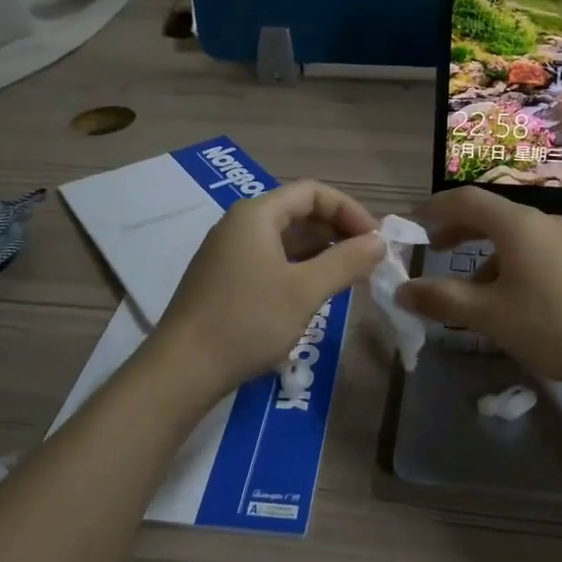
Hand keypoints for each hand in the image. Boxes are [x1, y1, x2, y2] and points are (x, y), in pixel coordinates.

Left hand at [155, 180, 383, 396]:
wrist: (182, 369)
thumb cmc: (248, 321)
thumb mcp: (305, 291)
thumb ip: (346, 262)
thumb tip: (379, 242)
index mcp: (257, 215)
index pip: (312, 192)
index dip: (349, 210)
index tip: (375, 239)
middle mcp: (240, 224)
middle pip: (298, 212)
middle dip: (337, 231)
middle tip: (367, 259)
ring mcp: (229, 252)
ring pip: (285, 238)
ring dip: (320, 251)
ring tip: (349, 276)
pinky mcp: (224, 279)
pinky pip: (270, 259)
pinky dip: (299, 267)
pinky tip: (315, 291)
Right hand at [395, 187, 561, 390]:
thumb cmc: (553, 325)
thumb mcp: (489, 315)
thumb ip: (442, 300)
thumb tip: (402, 290)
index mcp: (517, 224)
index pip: (466, 199)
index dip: (434, 207)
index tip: (411, 222)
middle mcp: (543, 222)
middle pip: (490, 215)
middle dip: (457, 230)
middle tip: (433, 249)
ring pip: (513, 238)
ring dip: (483, 255)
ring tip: (469, 292)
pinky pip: (534, 253)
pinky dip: (509, 266)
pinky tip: (509, 303)